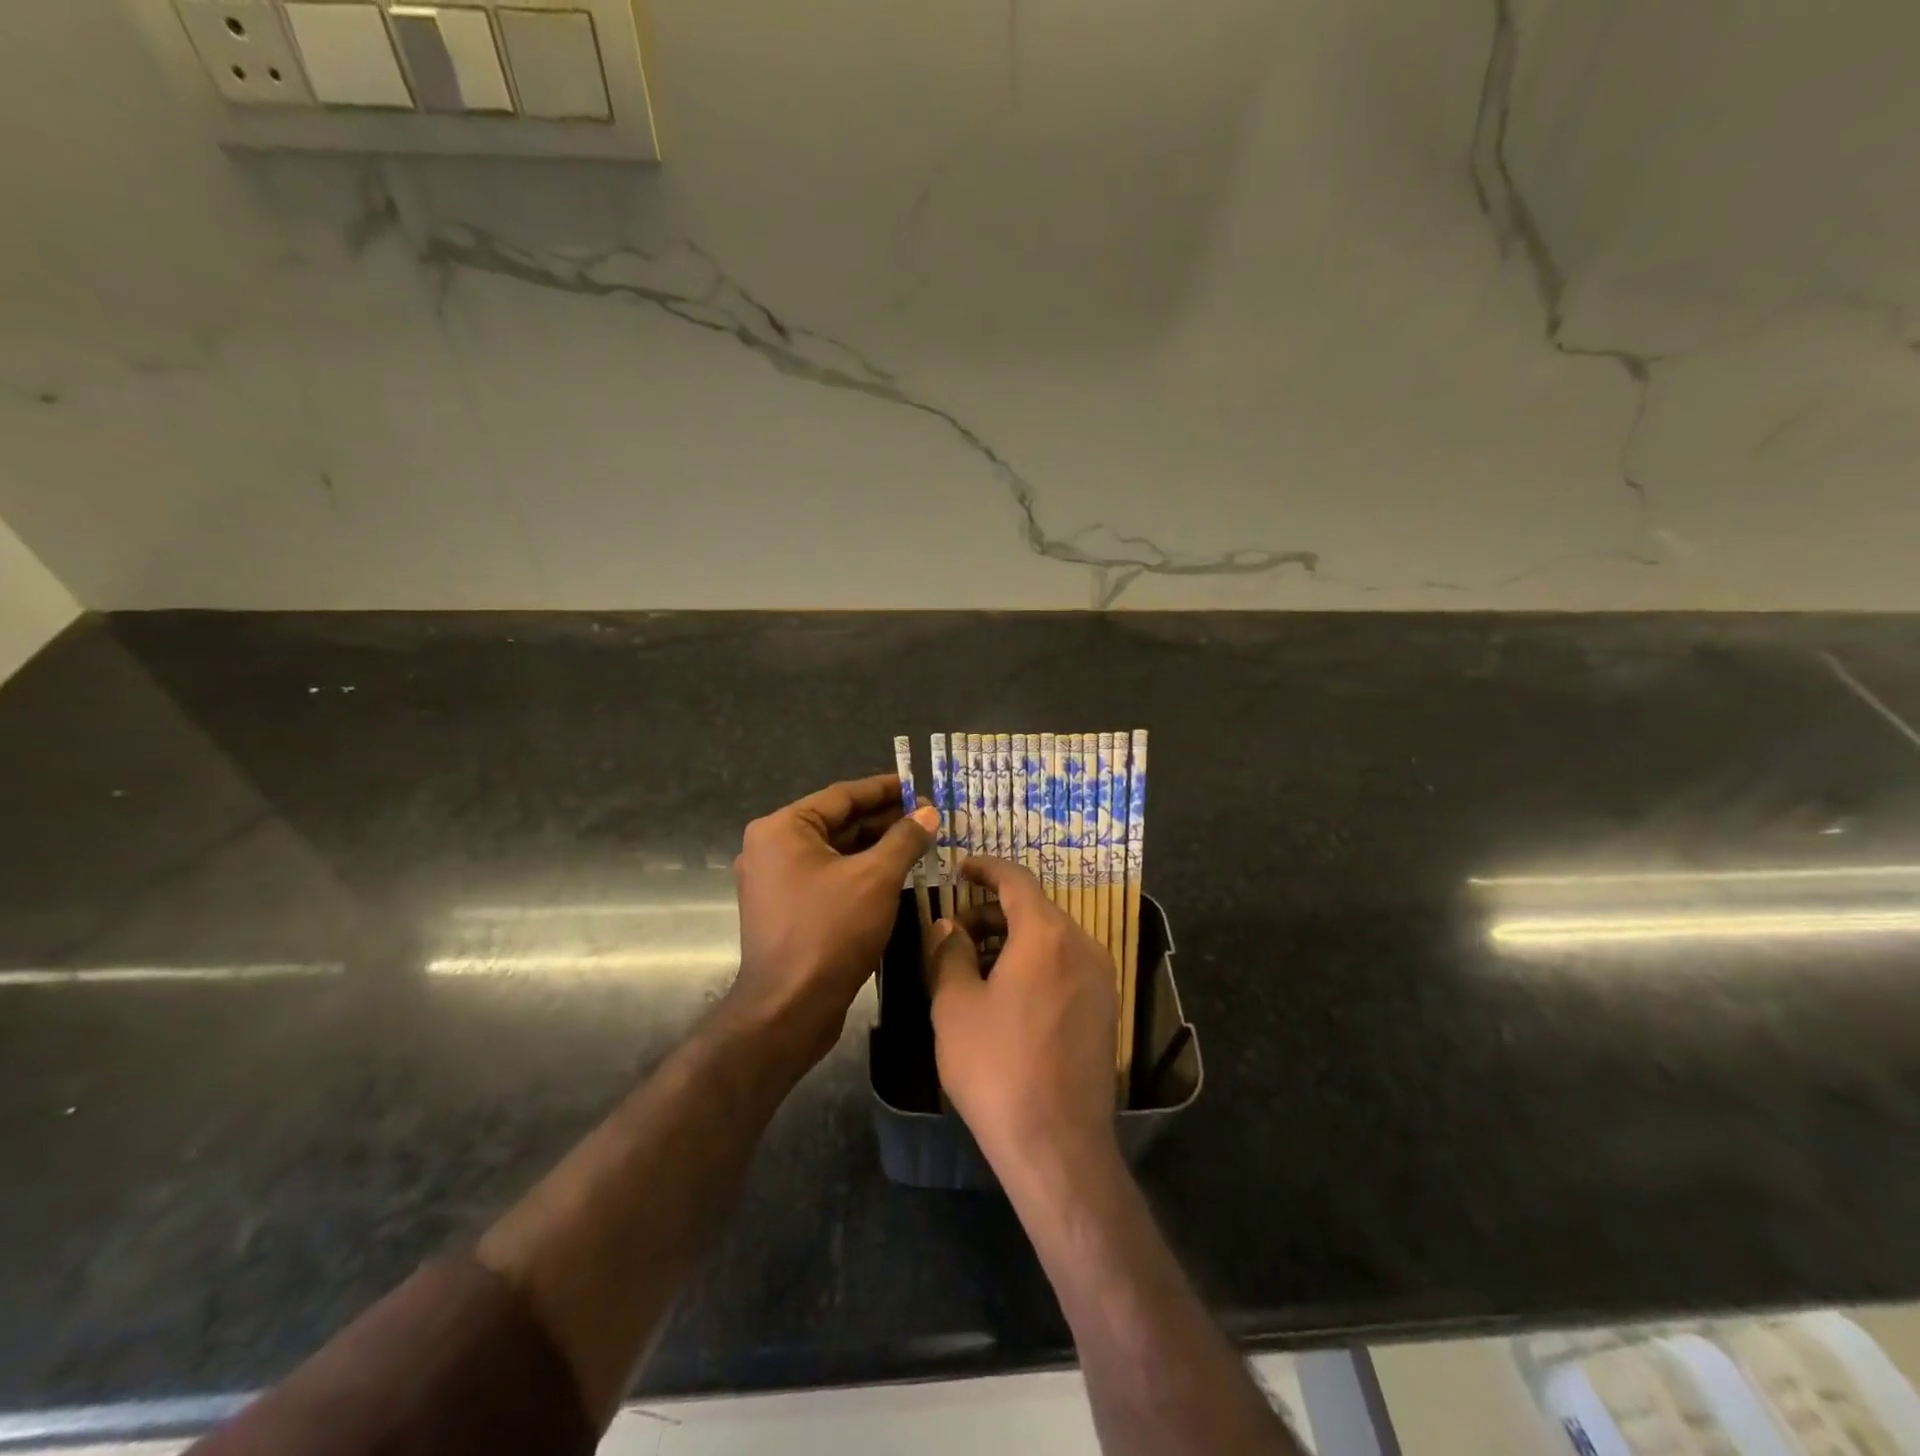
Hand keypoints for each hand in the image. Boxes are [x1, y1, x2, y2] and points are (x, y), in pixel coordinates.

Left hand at [729, 774, 936, 1067]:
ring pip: (835, 852)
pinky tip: (895, 873)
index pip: (842, 796)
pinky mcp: (786, 909)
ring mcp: (775, 880)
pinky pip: (828, 877)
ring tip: (919, 843)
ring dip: (875, 847)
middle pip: (837, 822)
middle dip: (884, 820)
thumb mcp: (876, 878)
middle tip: (927, 819)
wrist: (789, 1008)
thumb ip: (904, 839)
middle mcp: (772, 847)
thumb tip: (928, 813)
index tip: (918, 786)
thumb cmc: (831, 931)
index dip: (884, 790)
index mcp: (782, 828)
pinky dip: (859, 872)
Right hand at [927, 856, 1118, 1178]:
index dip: (985, 868)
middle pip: (1034, 908)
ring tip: (976, 964)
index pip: (1016, 879)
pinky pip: (1066, 964)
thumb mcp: (955, 1006)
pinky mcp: (1105, 1008)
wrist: (1057, 1143)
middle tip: (955, 931)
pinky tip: (1008, 992)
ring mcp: (1100, 977)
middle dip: (992, 910)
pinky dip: (1036, 961)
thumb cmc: (997, 1067)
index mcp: (1046, 934)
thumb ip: (949, 953)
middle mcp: (1082, 945)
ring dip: (1013, 938)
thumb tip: (949, 927)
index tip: (960, 869)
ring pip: (1051, 937)